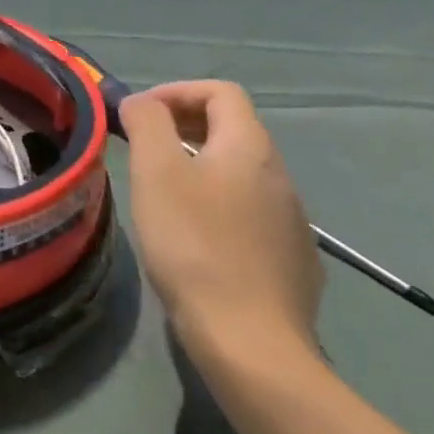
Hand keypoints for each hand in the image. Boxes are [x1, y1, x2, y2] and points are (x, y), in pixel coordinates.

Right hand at [118, 80, 323, 360]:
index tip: (140, 115)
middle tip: (145, 148)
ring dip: (202, 167)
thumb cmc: (194, 244)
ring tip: (164, 193)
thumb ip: (147, 123)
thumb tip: (141, 102)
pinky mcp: (293, 259)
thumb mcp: (156, 172)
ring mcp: (292, 220)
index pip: (221, 91)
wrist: (250, 342)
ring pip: (242, 172)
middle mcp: (280, 175)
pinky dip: (220, 205)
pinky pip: (252, 212)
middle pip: (233, 128)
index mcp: (250, 146)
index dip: (176, 91)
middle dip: (185, 127)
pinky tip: (198, 239)